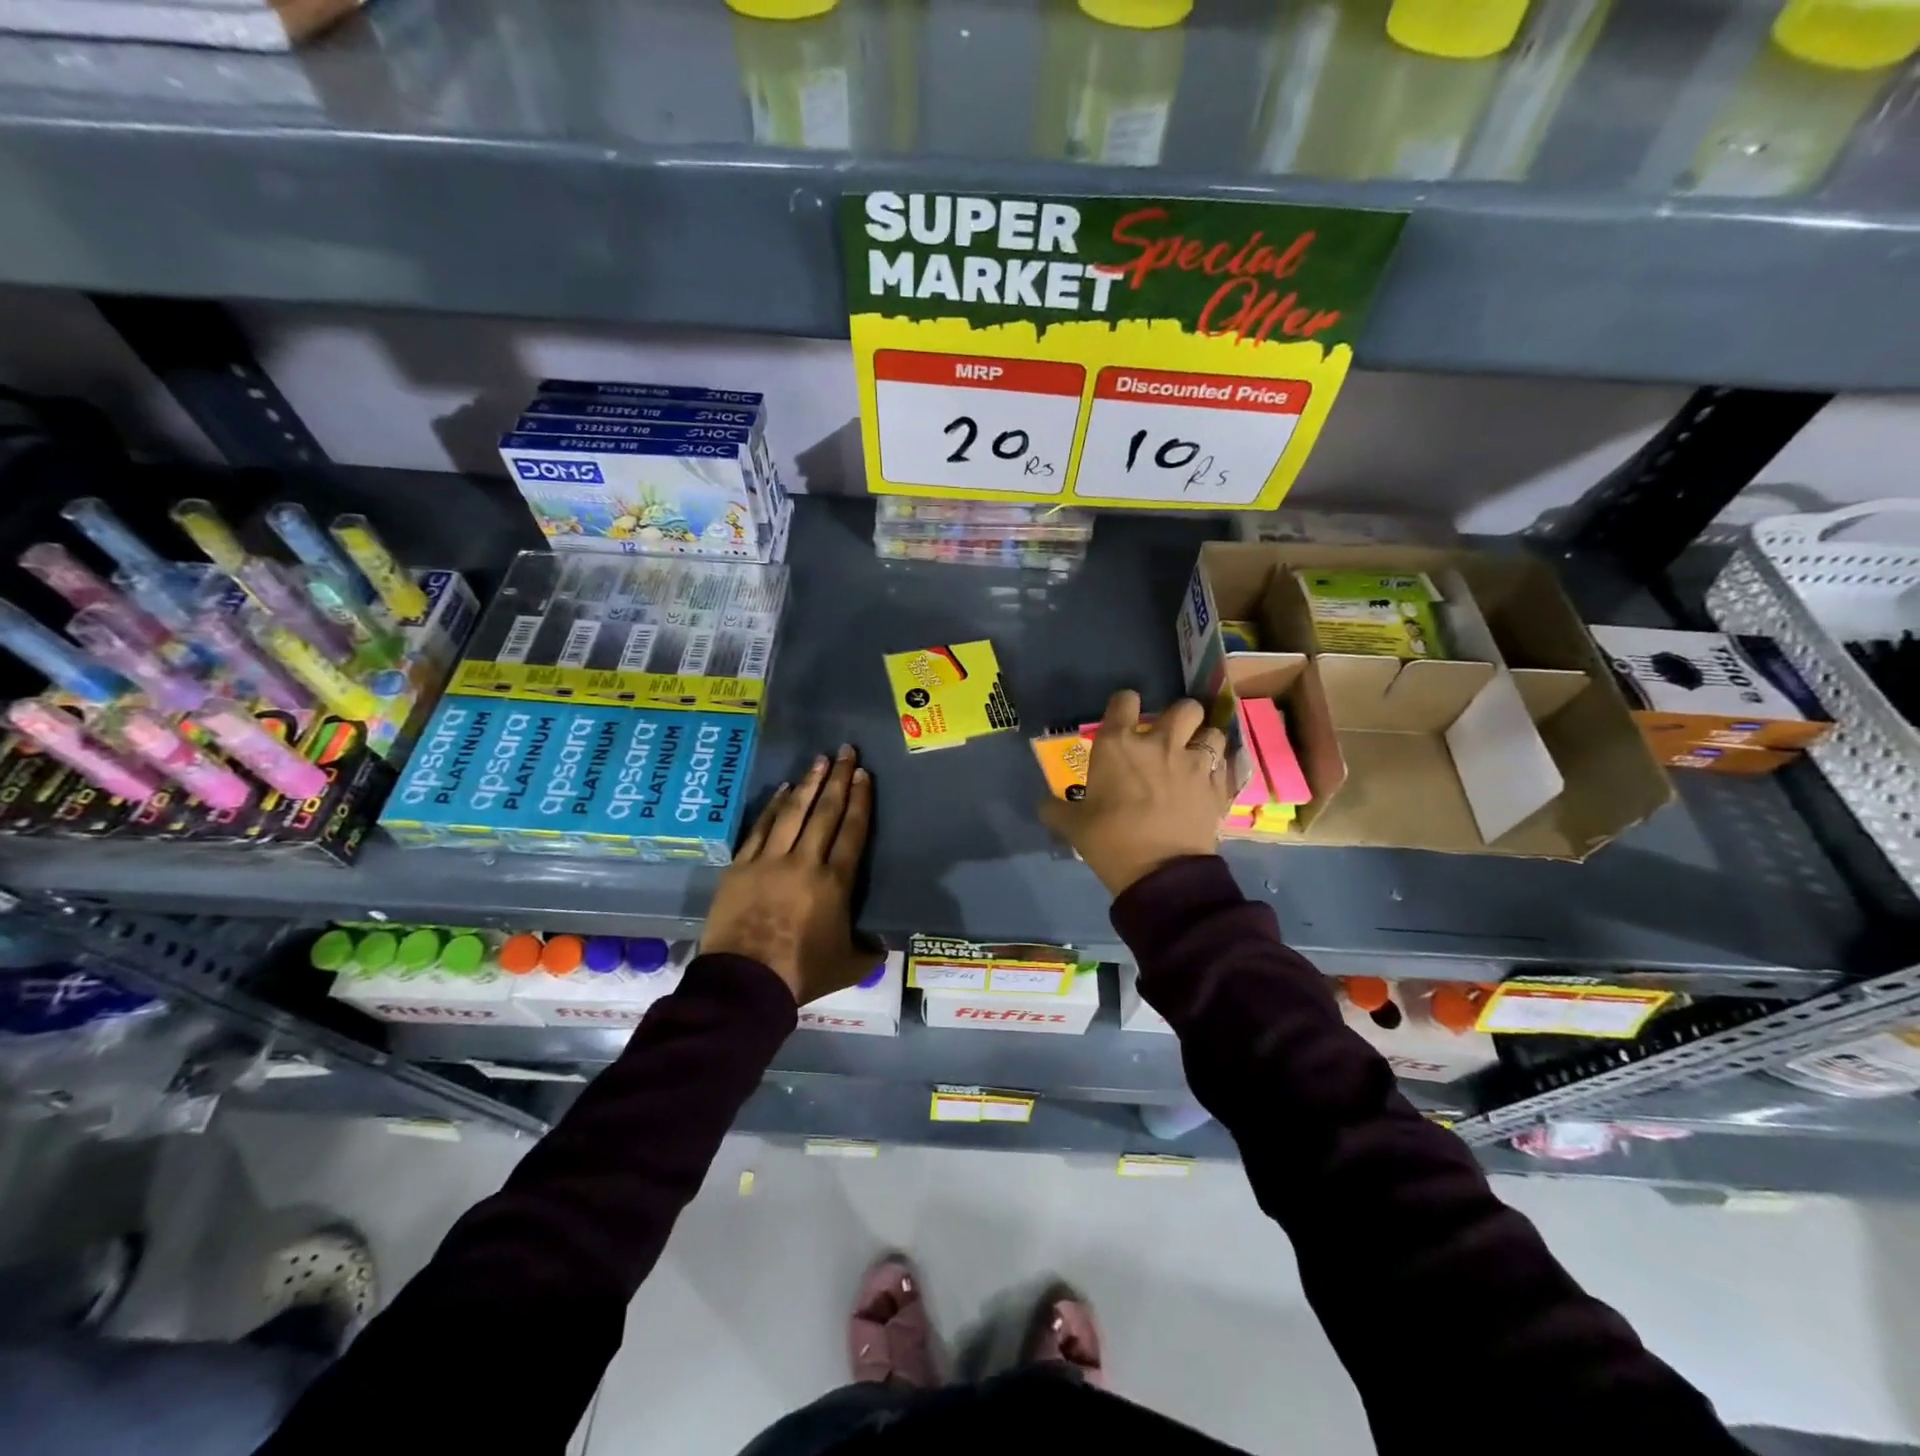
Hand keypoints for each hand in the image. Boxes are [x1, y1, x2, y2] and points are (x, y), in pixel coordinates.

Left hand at [702, 745, 877, 1004]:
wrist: (744, 984)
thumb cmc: (801, 974)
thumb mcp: (849, 966)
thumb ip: (870, 949)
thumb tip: (884, 940)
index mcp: (835, 883)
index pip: (852, 831)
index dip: (860, 801)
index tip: (863, 775)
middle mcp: (804, 862)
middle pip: (825, 812)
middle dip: (838, 779)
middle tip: (846, 751)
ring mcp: (769, 861)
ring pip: (793, 813)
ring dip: (807, 784)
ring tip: (818, 760)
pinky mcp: (740, 867)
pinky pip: (760, 829)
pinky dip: (773, 807)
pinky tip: (782, 790)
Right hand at [1037, 690, 1230, 895]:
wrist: (1161, 874)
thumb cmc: (1110, 841)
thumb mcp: (1073, 827)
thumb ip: (1056, 810)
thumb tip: (1044, 805)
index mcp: (1118, 744)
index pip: (1125, 700)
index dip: (1124, 705)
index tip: (1123, 719)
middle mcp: (1159, 743)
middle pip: (1184, 707)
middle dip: (1179, 717)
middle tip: (1170, 737)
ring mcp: (1194, 763)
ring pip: (1212, 731)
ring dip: (1204, 740)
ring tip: (1196, 756)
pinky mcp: (1218, 786)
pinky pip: (1226, 764)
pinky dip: (1219, 769)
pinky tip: (1210, 782)